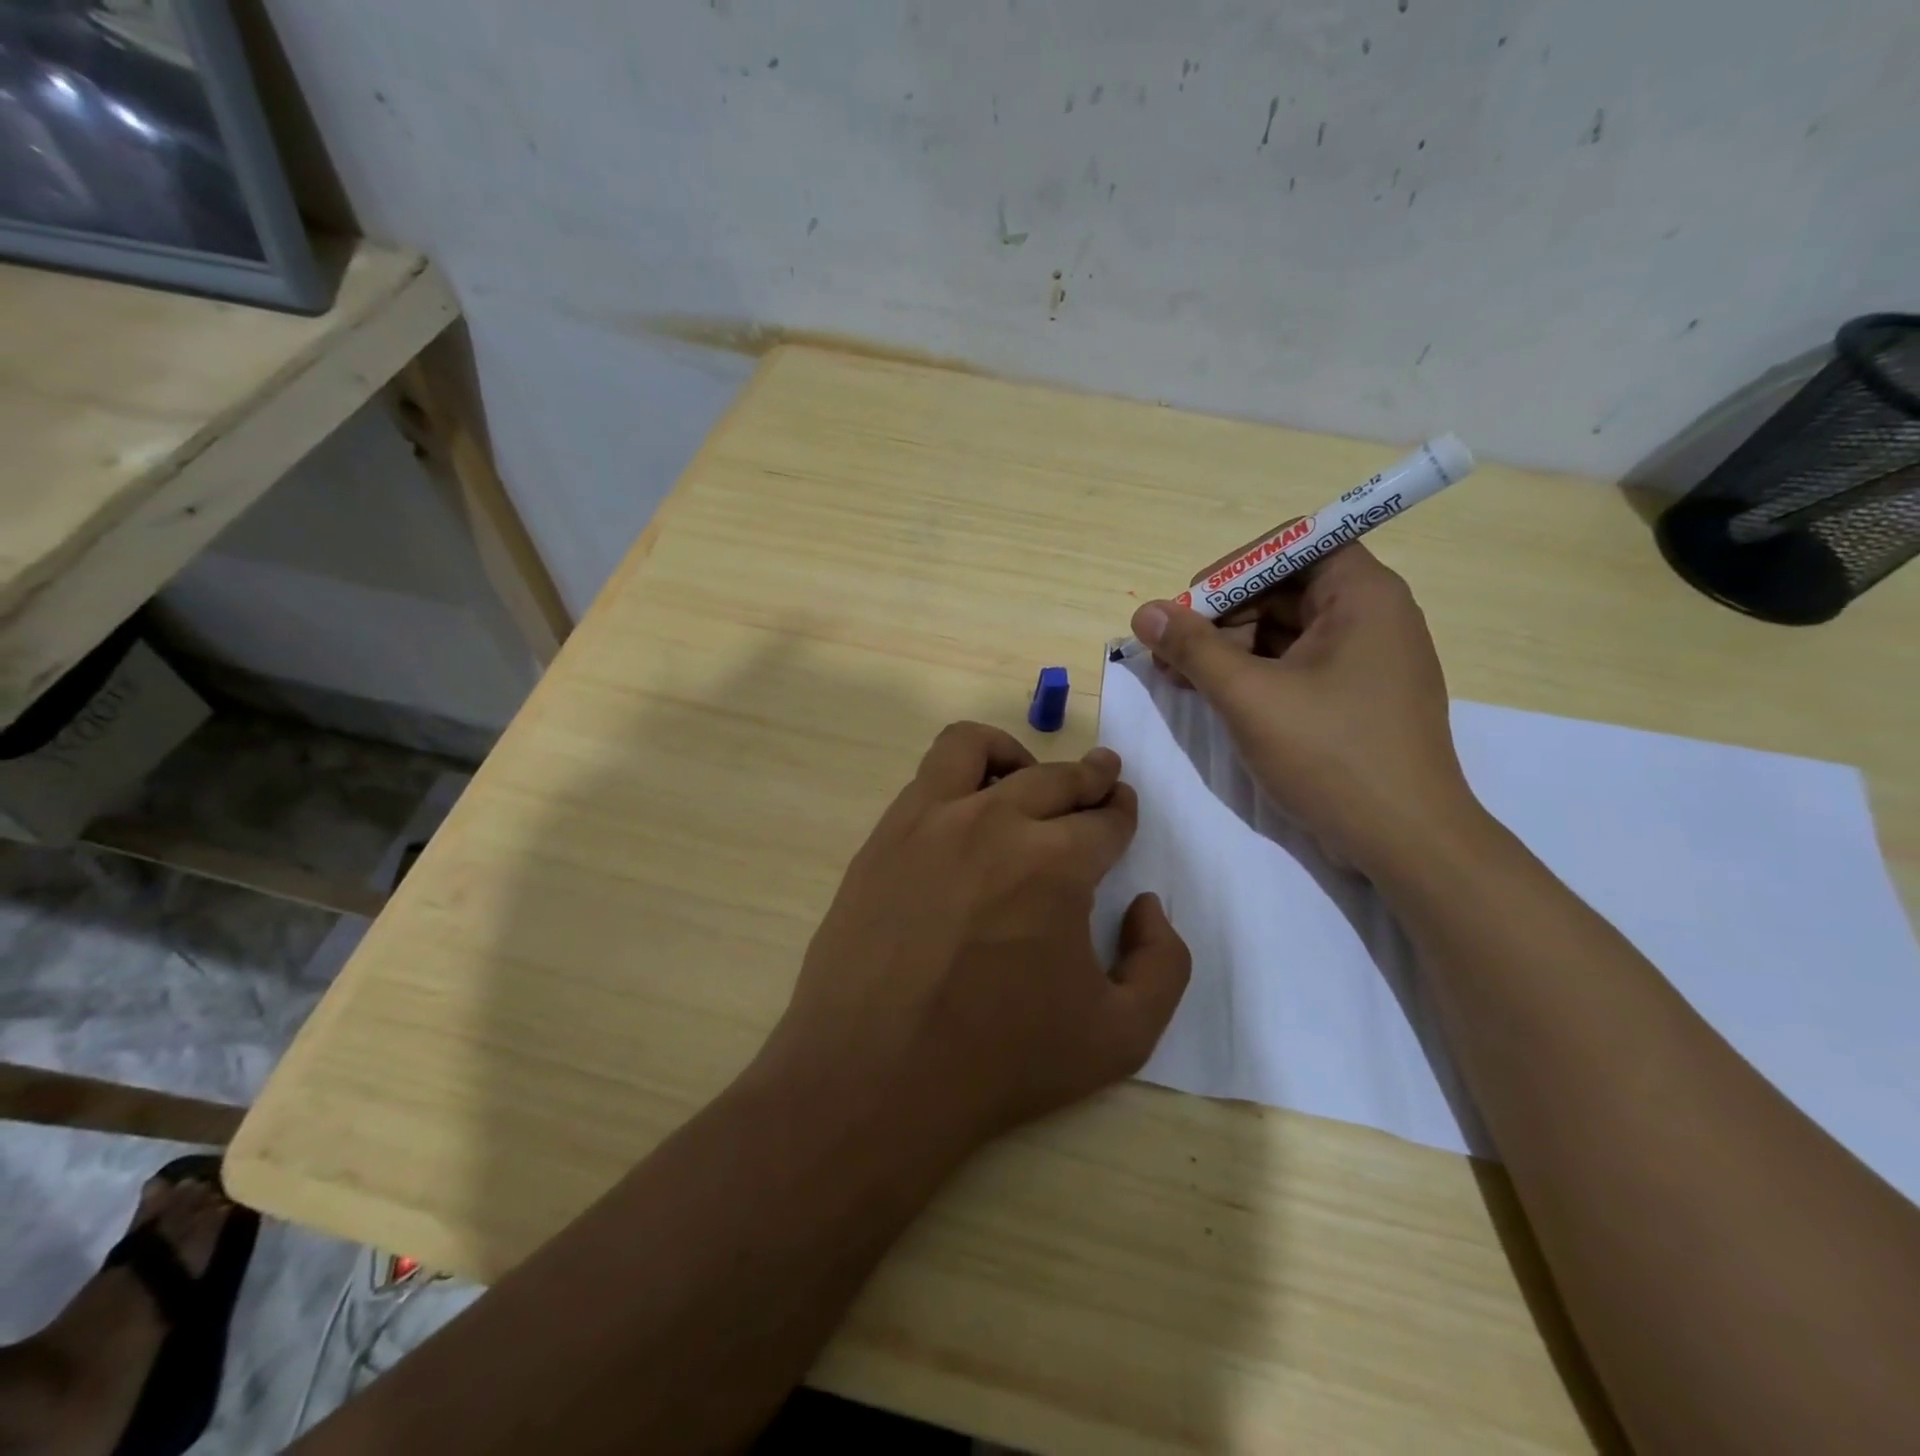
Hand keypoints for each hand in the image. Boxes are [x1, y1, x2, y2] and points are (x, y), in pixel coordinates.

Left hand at [763, 722, 1190, 1155]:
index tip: (1122, 813)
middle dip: (1090, 778)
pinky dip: (963, 773)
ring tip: (1027, 778)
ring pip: (980, 748)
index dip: (1122, 814)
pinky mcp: (886, 834)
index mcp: (1057, 864)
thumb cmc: (998, 1061)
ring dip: (1019, 756)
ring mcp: (930, 820)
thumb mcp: (1121, 1037)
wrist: (873, 1075)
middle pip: (1057, 778)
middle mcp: (996, 822)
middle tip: (1101, 783)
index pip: (1105, 819)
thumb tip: (1146, 905)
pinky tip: (968, 810)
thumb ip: (1163, 964)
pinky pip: (929, 774)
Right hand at [1130, 544, 1476, 873]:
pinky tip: (1216, 696)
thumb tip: (1144, 612)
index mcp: (1362, 595)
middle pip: (1284, 589)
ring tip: (1181, 679)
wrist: (1406, 840)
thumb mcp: (1250, 697)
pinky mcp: (1358, 697)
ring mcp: (1368, 659)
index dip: (1235, 568)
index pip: (1293, 544)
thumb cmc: (1331, 754)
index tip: (1191, 605)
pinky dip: (1255, 674)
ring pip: (1286, 631)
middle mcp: (1372, 615)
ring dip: (1231, 649)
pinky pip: (1298, 665)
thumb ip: (1193, 648)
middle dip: (1222, 617)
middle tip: (1171, 653)